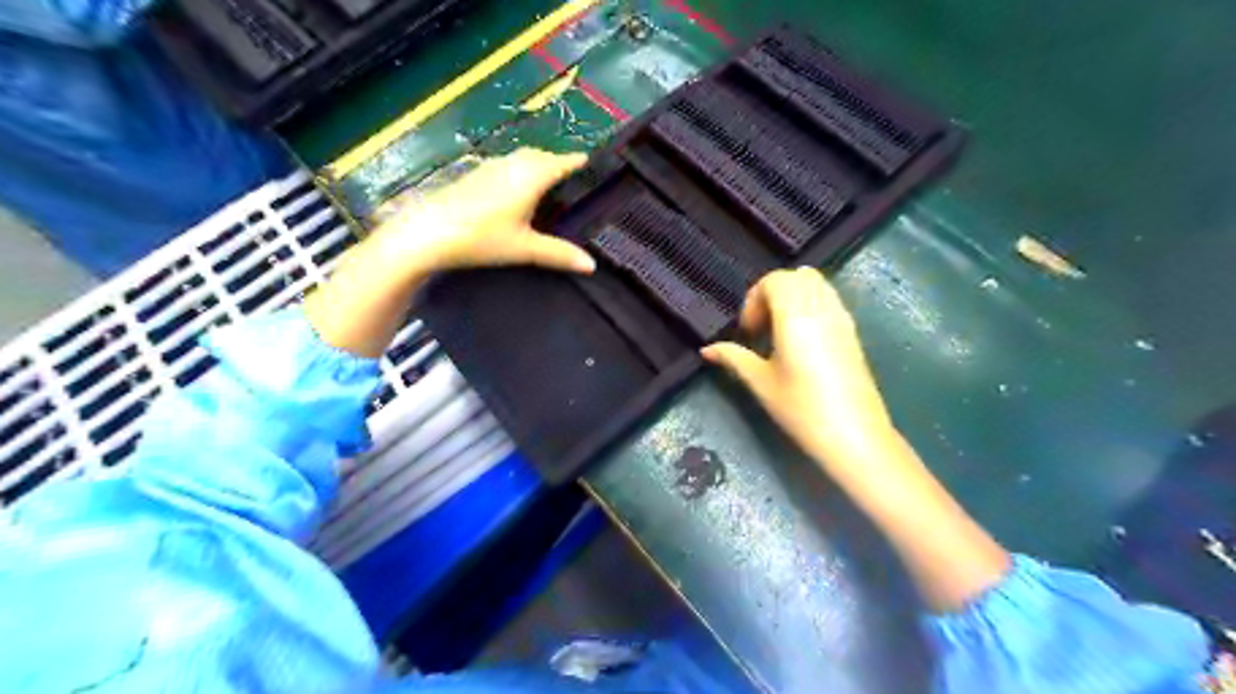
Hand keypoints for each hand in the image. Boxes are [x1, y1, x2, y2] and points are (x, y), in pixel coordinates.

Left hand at [368, 149, 594, 278]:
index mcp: (530, 177)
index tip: (590, 160)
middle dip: (557, 161)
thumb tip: (592, 265)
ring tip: (548, 181)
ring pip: (521, 158)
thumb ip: (558, 254)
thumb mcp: (524, 249)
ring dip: (537, 164)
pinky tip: (515, 190)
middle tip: (571, 174)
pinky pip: (506, 165)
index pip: (560, 162)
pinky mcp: (474, 175)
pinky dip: (519, 171)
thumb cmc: (482, 238)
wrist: (428, 233)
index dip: (576, 161)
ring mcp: (490, 168)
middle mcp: (512, 165)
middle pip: (541, 156)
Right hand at [700, 268, 894, 469]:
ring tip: (780, 331)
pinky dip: (811, 305)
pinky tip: (802, 340)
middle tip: (761, 326)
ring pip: (817, 284)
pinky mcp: (853, 332)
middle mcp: (821, 308)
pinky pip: (830, 300)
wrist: (854, 435)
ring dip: (794, 297)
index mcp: (796, 316)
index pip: (775, 281)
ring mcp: (842, 318)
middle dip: (773, 292)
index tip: (748, 332)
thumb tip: (707, 350)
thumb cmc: (802, 409)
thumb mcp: (761, 383)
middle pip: (797, 276)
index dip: (754, 299)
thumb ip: (734, 358)